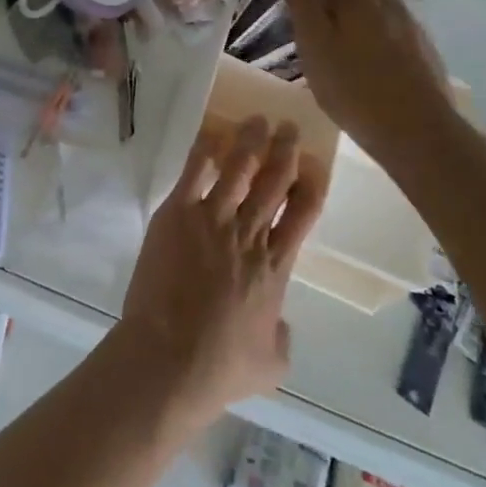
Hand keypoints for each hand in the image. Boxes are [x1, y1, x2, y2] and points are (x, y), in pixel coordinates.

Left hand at [112, 118, 325, 426]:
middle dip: (285, 152)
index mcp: (276, 267)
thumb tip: (279, 323)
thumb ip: (281, 335)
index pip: (303, 214)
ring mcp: (212, 220)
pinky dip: (203, 151)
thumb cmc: (222, 366)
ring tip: (257, 120)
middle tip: (290, 127)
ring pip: (238, 170)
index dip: (311, 185)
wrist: (171, 356)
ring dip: (250, 142)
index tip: (315, 164)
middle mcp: (250, 235)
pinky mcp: (177, 215)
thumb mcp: (272, 361)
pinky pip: (193, 173)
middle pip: (274, 182)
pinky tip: (210, 133)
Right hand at [278, 0, 457, 156]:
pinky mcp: (420, 46)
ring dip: (349, 2)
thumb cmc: (353, 87)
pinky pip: (388, 20)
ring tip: (329, 32)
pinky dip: (368, 23)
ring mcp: (409, 22)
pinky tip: (360, 53)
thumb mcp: (314, 42)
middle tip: (304, 7)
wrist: (418, 133)